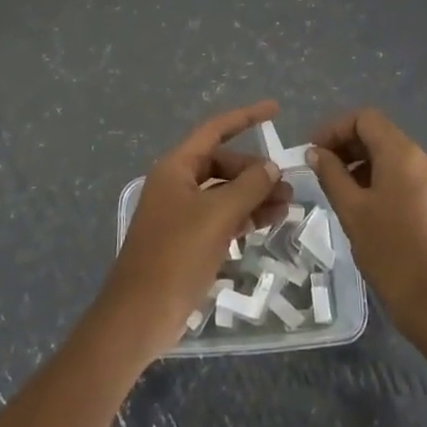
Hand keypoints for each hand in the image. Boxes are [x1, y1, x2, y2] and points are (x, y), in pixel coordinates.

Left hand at [97, 100, 291, 360]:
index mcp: (176, 168)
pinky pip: (221, 216)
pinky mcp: (188, 240)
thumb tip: (271, 167)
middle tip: (287, 187)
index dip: (245, 117)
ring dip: (254, 195)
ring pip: (225, 192)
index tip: (275, 110)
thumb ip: (248, 187)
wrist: (139, 316)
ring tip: (287, 206)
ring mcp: (181, 213)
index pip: (215, 130)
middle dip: (255, 171)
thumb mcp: (217, 216)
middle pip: (223, 163)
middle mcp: (177, 184)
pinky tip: (268, 223)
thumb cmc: (175, 256)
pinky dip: (244, 216)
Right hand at [306, 108, 426, 344]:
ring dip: (362, 165)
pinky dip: (381, 182)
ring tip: (340, 193)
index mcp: (403, 154)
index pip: (365, 118)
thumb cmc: (391, 253)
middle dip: (347, 146)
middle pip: (380, 135)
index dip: (335, 128)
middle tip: (321, 171)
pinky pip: (406, 179)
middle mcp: (423, 159)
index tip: (313, 152)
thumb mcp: (352, 211)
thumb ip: (331, 175)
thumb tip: (316, 153)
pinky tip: (366, 210)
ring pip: (392, 158)